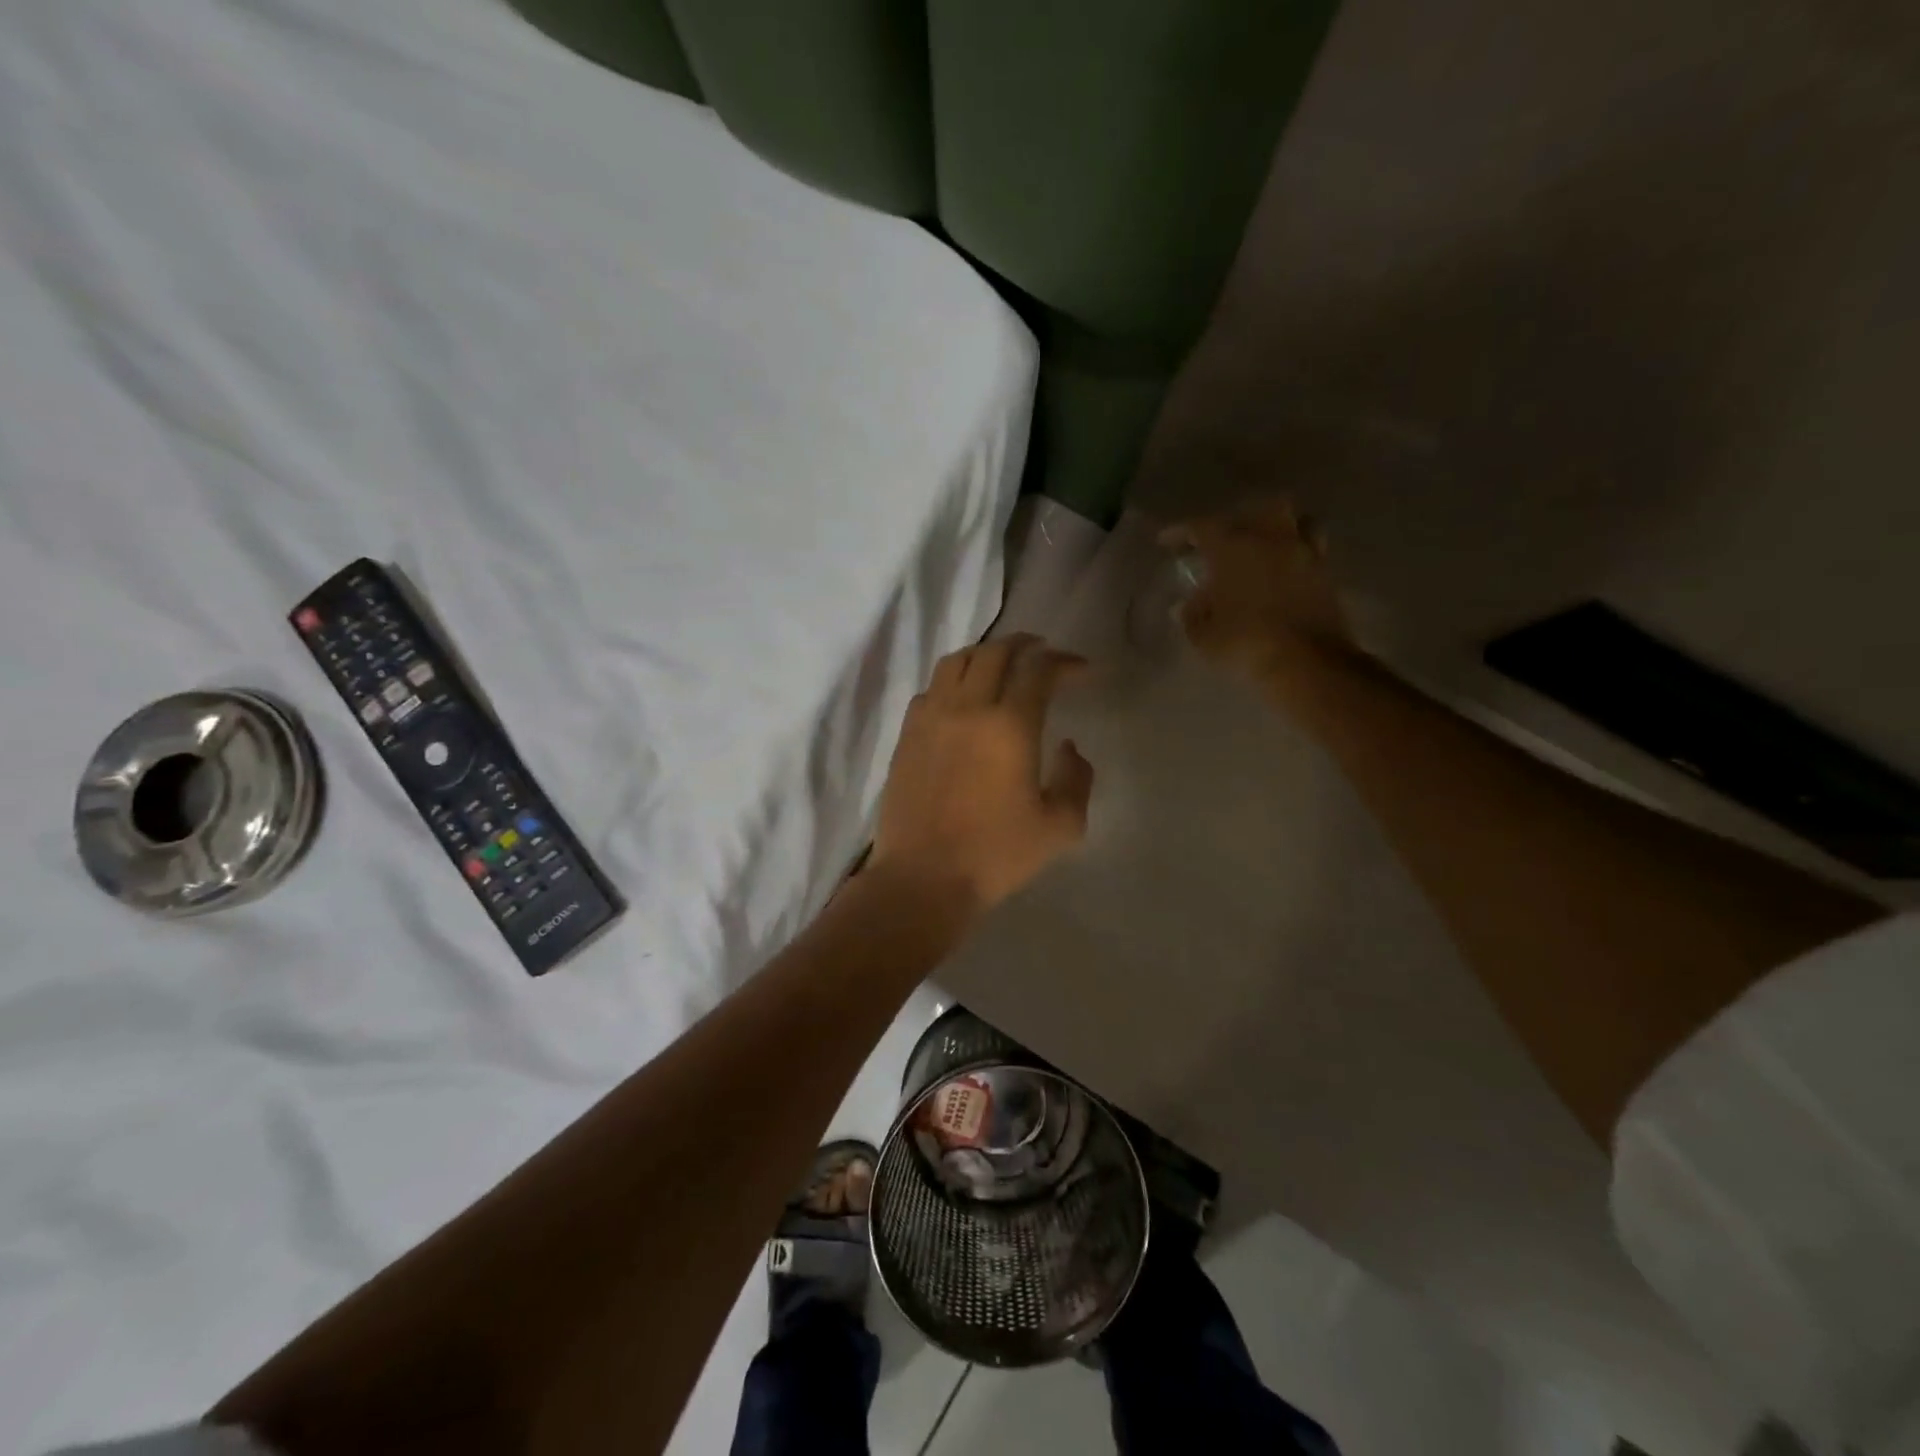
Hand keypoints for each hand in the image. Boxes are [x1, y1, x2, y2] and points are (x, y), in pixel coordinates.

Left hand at [872, 634, 1093, 915]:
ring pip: (956, 662)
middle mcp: (967, 709)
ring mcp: (930, 718)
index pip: (1038, 670)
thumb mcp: (1060, 827)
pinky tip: (960, 700)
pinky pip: (930, 689)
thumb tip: (1070, 748)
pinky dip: (951, 681)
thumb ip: (1077, 780)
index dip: (1063, 661)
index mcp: (1009, 726)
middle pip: (994, 653)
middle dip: (1024, 645)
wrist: (923, 878)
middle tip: (1042, 652)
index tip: (1081, 671)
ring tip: (1000, 665)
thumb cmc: (995, 856)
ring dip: (984, 654)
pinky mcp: (906, 735)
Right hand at [1160, 497, 1354, 681]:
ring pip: (1296, 521)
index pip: (1202, 527)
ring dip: (1278, 529)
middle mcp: (1271, 540)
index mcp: (1234, 548)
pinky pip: (1312, 550)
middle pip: (1258, 509)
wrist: (1307, 662)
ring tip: (1263, 547)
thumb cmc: (1245, 643)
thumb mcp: (1204, 636)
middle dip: (1238, 519)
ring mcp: (1304, 554)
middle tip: (1224, 540)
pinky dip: (1297, 553)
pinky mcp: (1326, 575)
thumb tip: (1188, 605)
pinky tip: (1285, 571)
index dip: (1181, 531)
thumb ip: (1193, 615)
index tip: (1166, 541)